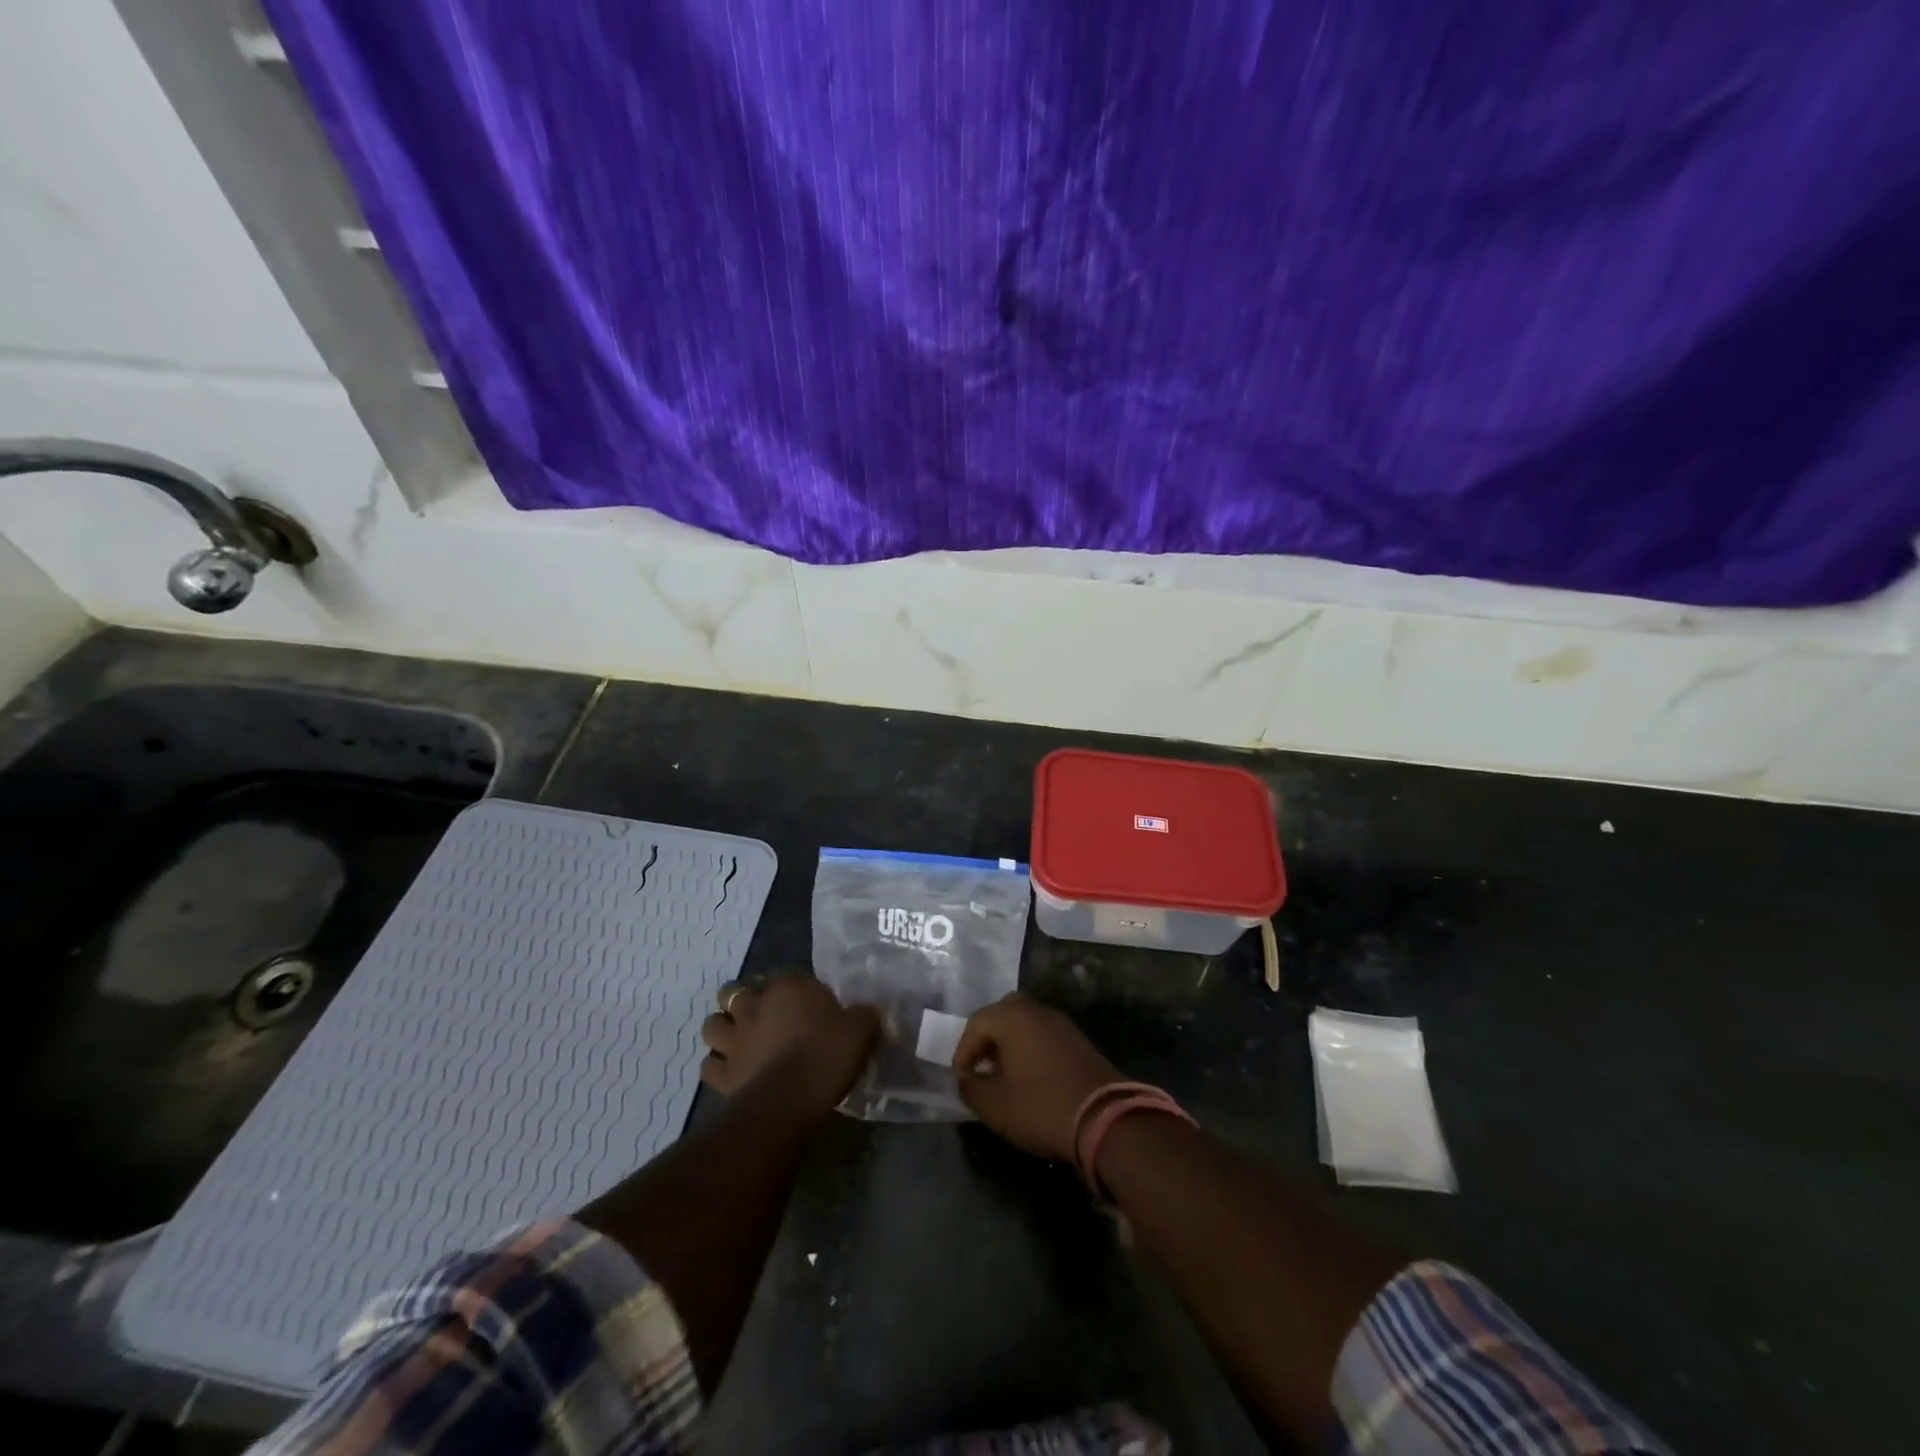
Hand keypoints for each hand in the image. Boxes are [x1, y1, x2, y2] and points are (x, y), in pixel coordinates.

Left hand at [699, 972, 879, 1112]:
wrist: (791, 1099)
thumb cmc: (827, 1055)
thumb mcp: (861, 1030)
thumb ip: (863, 1016)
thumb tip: (868, 1012)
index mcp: (788, 987)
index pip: (786, 975)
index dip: (792, 987)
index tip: (805, 1000)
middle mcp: (754, 1006)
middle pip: (734, 992)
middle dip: (742, 1000)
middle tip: (760, 1014)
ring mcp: (734, 1039)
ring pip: (713, 1025)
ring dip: (723, 1029)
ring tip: (738, 1039)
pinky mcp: (722, 1073)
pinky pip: (709, 1065)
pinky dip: (716, 1066)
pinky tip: (730, 1071)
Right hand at [953, 993, 1123, 1160]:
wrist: (1105, 1118)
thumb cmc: (1041, 1107)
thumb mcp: (995, 1106)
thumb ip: (971, 1089)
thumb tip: (964, 1080)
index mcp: (1013, 1018)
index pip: (977, 1022)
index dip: (964, 1050)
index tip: (962, 1078)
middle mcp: (1038, 1011)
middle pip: (1004, 1013)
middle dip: (988, 1038)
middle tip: (983, 1067)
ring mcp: (1062, 1024)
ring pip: (1027, 1023)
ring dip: (1011, 1044)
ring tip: (1005, 1077)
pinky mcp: (1079, 1041)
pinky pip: (1045, 1036)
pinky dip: (1032, 1050)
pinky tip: (1031, 1079)